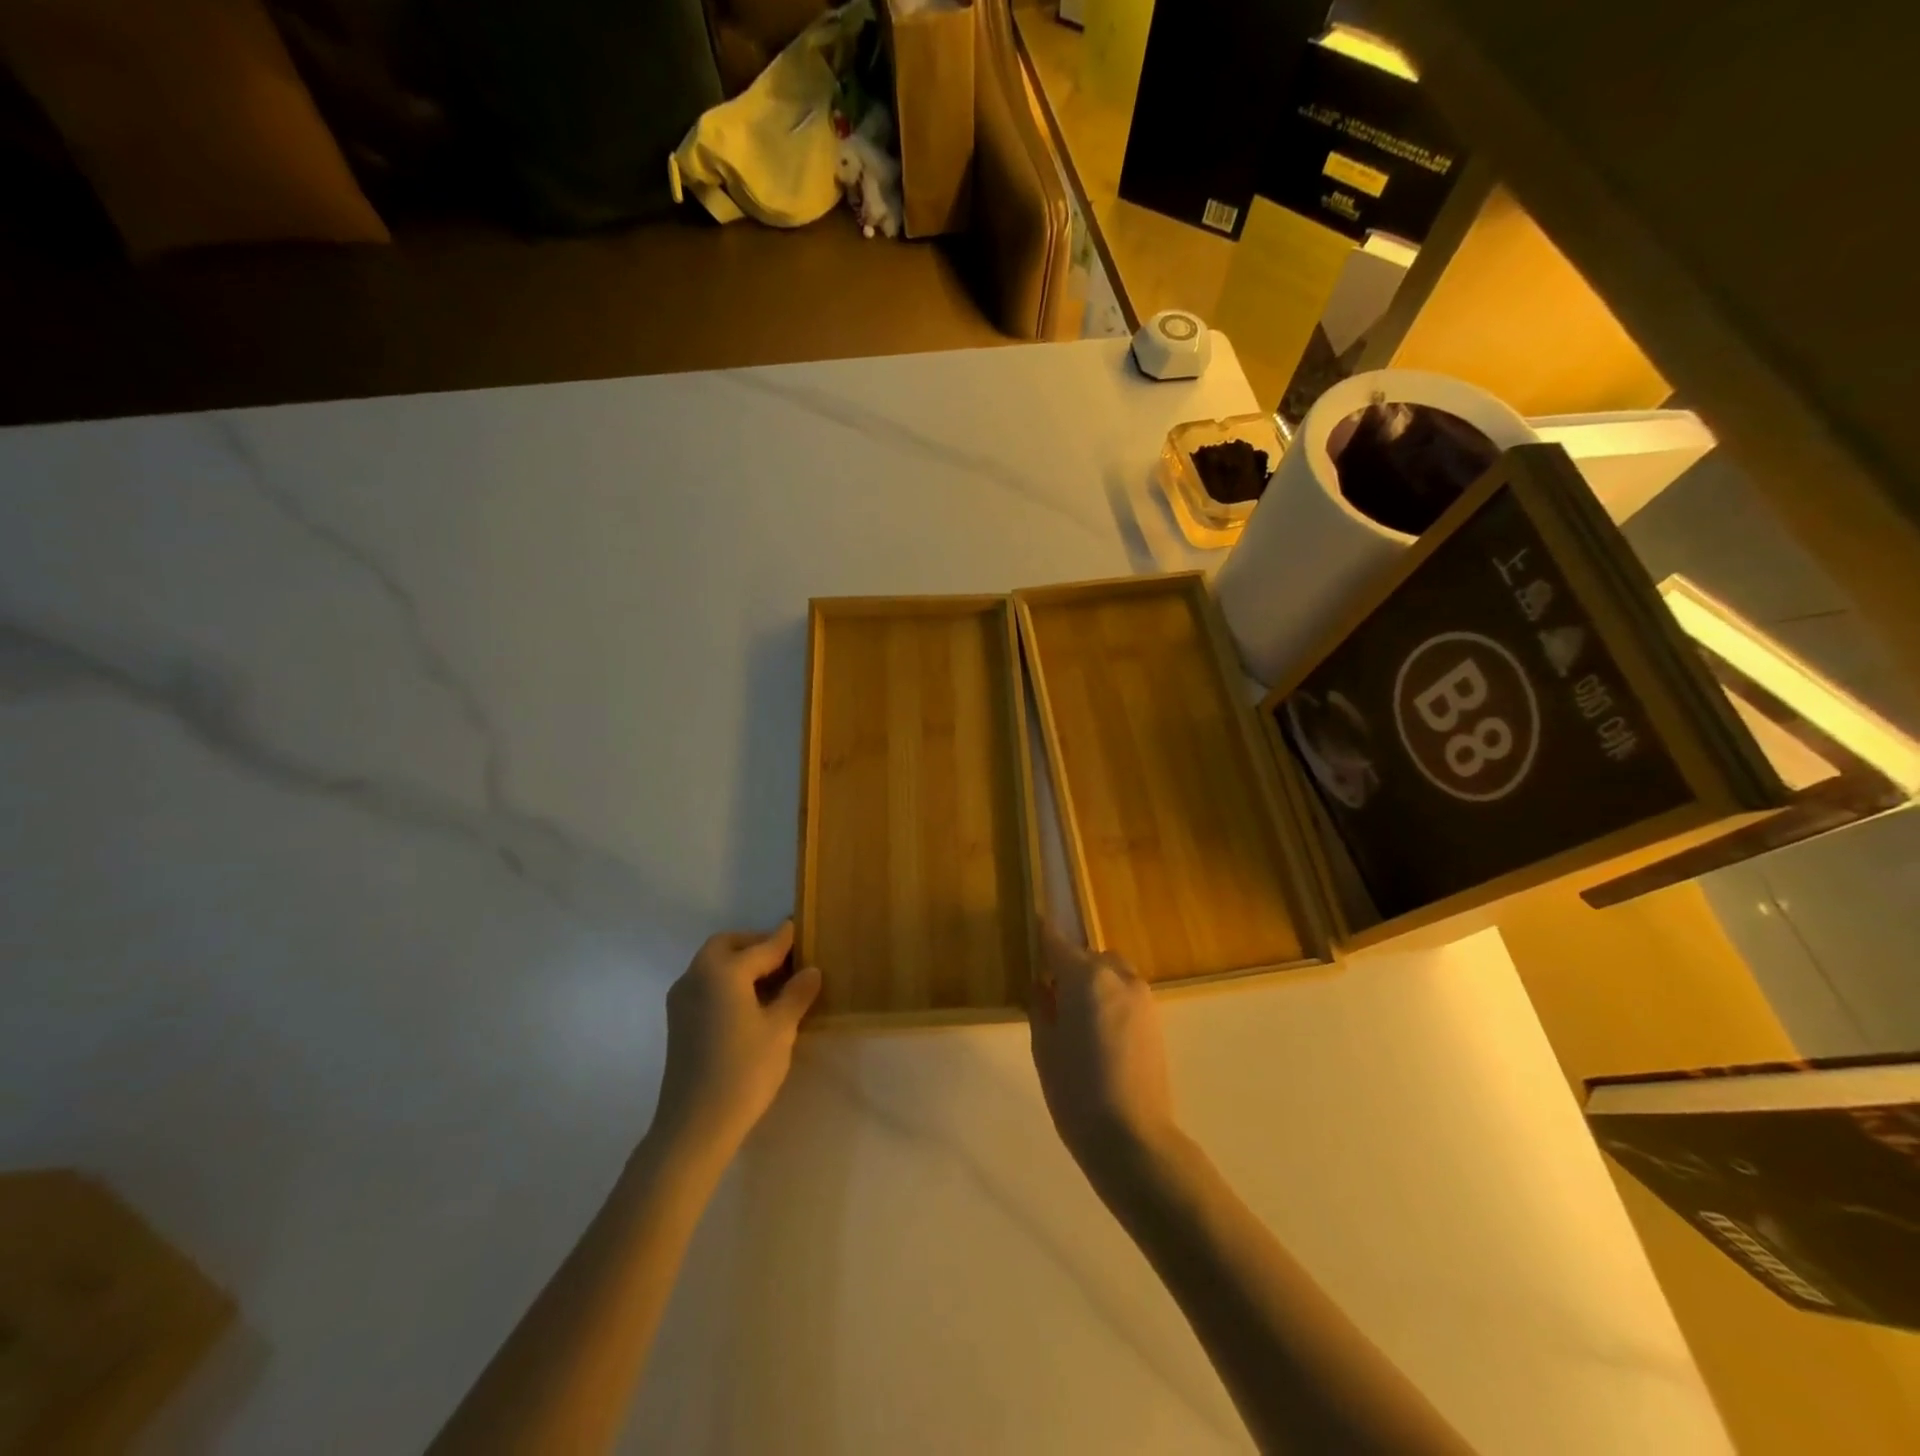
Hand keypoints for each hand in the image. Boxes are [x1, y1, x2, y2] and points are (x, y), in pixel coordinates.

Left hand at [649, 922, 821, 1165]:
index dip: (784, 939)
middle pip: (727, 946)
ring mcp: (682, 999)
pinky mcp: (678, 1021)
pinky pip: (705, 984)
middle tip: (785, 959)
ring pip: (713, 965)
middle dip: (755, 945)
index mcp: (723, 971)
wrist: (694, 1126)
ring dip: (739, 963)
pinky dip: (726, 982)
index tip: (799, 927)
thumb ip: (796, 994)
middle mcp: (697, 975)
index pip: (761, 946)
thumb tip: (811, 970)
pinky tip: (749, 1004)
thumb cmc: (743, 1071)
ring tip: (771, 983)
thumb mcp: (780, 1030)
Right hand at [1029, 923, 1177, 1186]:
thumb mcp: (1044, 1047)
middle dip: (1070, 965)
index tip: (1032, 928)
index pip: (1058, 942)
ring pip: (1112, 971)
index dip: (1042, 935)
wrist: (1132, 1137)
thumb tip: (1042, 985)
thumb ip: (1041, 1006)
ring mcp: (1142, 997)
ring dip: (1093, 980)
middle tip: (1051, 993)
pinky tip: (1098, 1031)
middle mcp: (1118, 976)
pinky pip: (1126, 992)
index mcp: (1085, 977)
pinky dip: (1110, 997)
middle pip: (1089, 955)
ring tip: (1077, 1015)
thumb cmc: (1075, 1091)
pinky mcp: (1156, 1019)